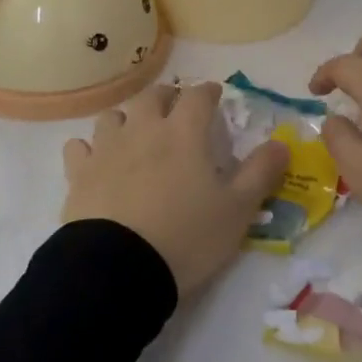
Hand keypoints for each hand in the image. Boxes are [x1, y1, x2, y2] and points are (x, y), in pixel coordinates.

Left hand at [62, 82, 290, 298]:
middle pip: (152, 96)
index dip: (208, 92)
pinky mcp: (79, 174)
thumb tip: (282, 143)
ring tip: (135, 132)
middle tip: (176, 108)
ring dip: (127, 118)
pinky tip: (95, 160)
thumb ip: (261, 173)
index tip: (215, 96)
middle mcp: (143, 129)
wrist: (119, 269)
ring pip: (113, 116)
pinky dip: (89, 148)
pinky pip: (79, 147)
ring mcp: (106, 149)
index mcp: (183, 133)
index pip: (198, 96)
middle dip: (167, 96)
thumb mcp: (237, 210)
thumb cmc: (187, 236)